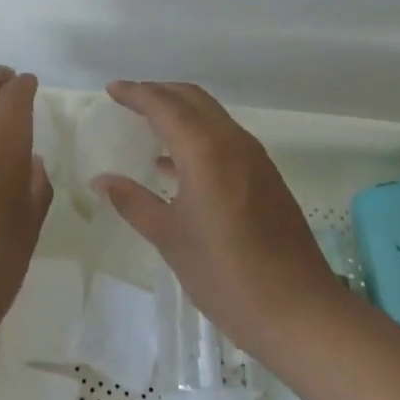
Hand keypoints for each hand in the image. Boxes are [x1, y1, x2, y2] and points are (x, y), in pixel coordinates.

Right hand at [90, 81, 338, 355]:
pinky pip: (225, 137)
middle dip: (159, 92)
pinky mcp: (266, 176)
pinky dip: (198, 133)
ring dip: (180, 111)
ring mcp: (255, 158)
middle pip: (192, 99)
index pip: (165, 105)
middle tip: (128, 100)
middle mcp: (232, 142)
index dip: (136, 93)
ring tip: (148, 125)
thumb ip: (134, 202)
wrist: (297, 309)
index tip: (111, 90)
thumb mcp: (170, 238)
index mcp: (205, 151)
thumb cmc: (225, 274)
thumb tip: (102, 180)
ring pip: (212, 115)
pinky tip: (176, 163)